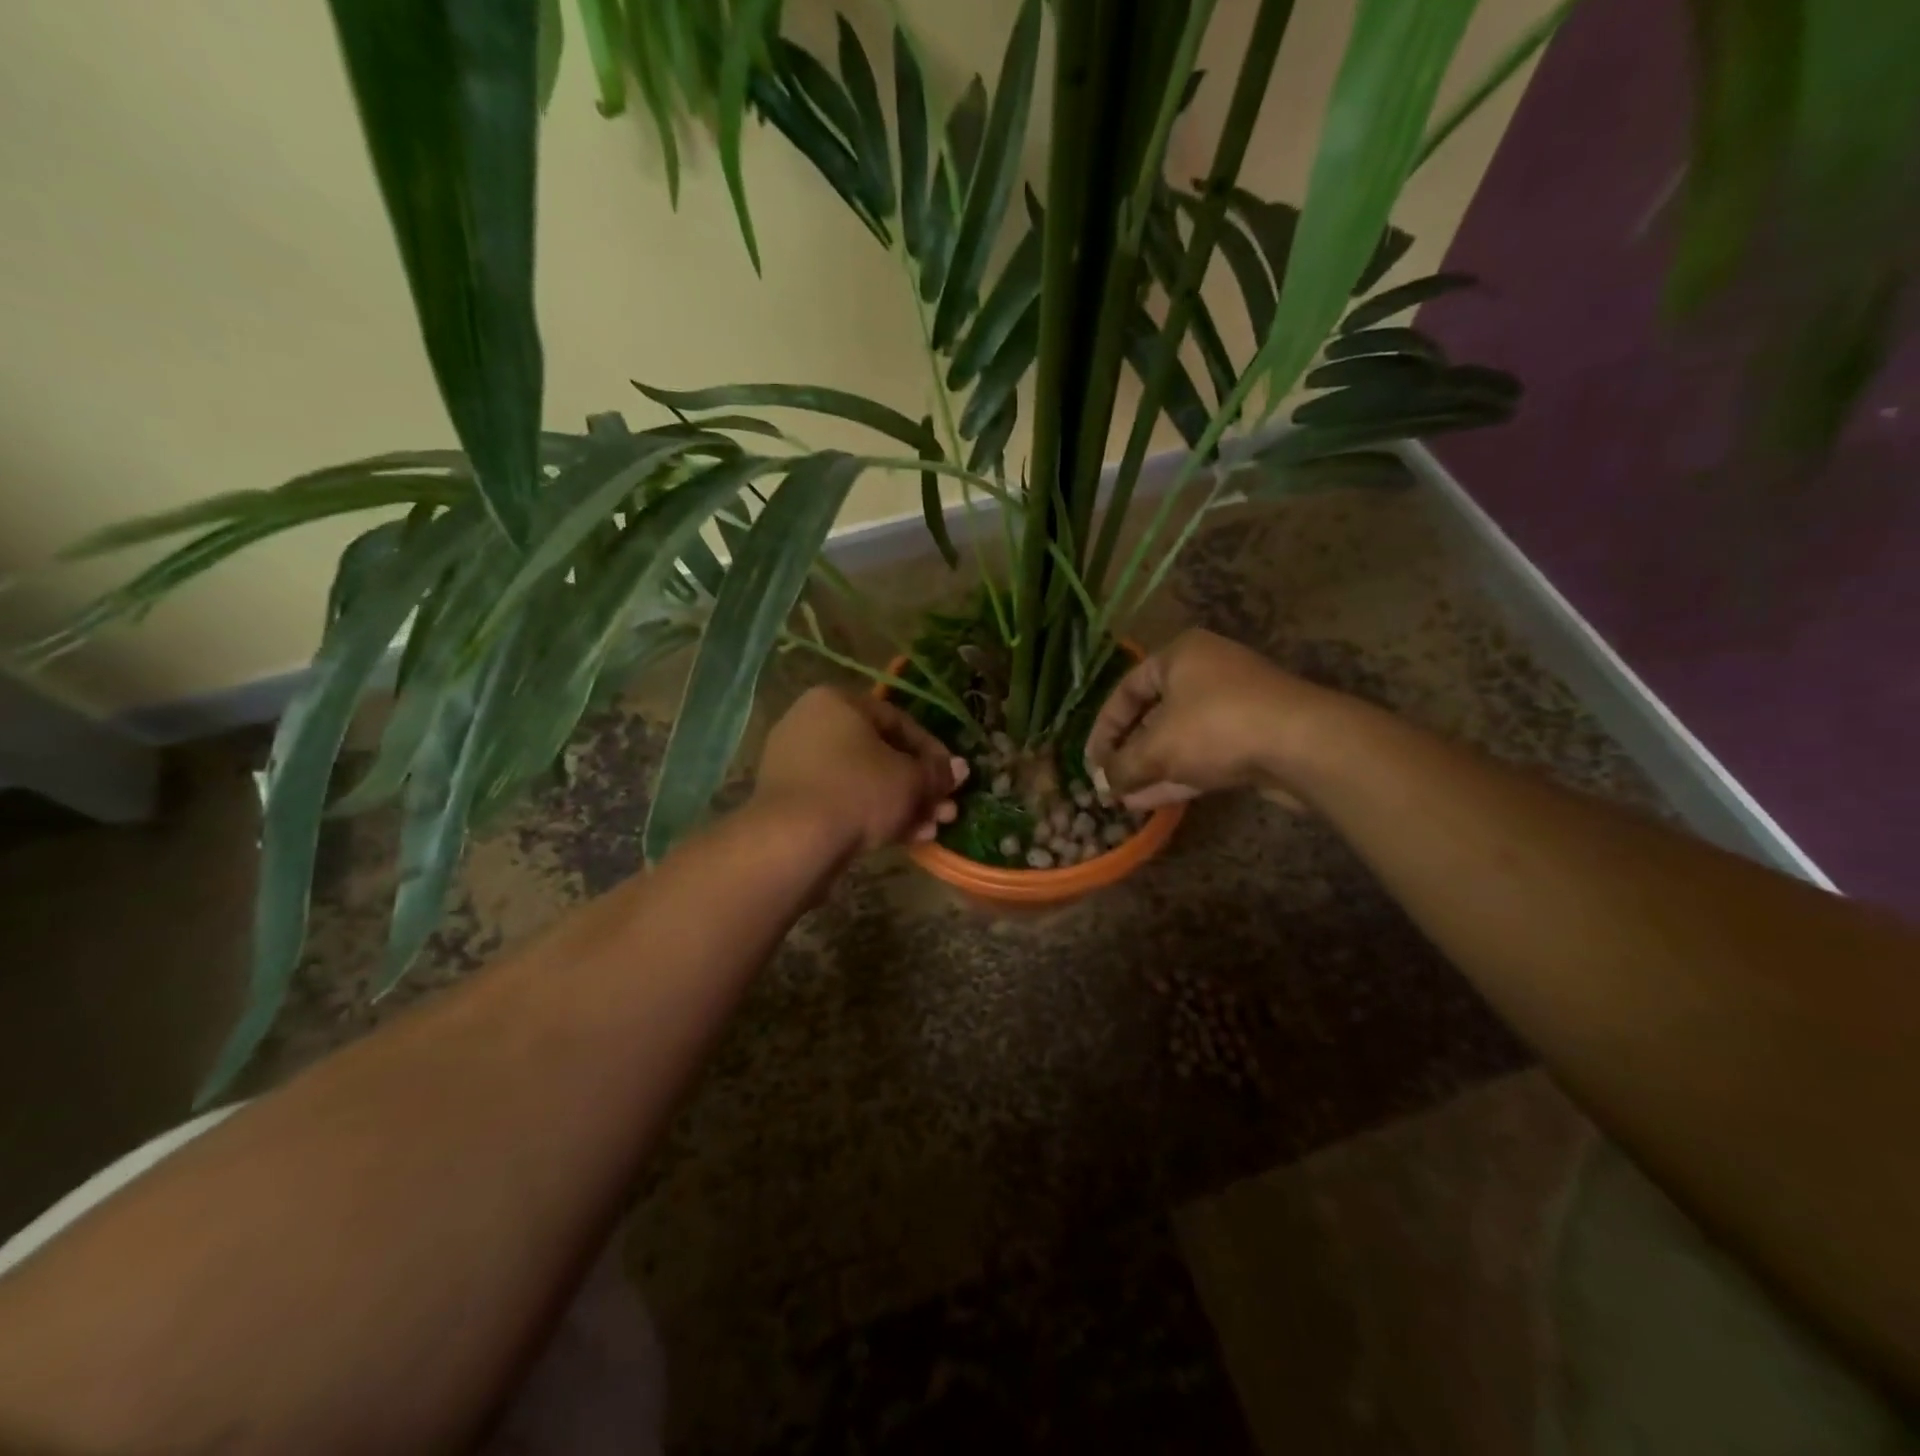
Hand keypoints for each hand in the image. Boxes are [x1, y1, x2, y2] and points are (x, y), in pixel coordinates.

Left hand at [754, 687, 968, 853]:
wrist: (793, 842)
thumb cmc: (858, 791)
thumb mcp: (910, 779)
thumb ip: (936, 772)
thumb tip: (959, 769)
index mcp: (837, 702)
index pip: (898, 720)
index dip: (933, 751)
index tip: (953, 778)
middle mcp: (811, 725)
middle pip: (880, 754)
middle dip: (919, 785)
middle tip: (946, 809)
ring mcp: (796, 765)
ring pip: (863, 782)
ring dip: (902, 804)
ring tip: (932, 830)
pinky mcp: (790, 802)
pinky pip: (841, 801)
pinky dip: (872, 816)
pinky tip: (904, 839)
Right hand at [1085, 629, 1342, 809]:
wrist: (1303, 744)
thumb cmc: (1216, 727)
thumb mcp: (1156, 748)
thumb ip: (1123, 766)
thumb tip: (1105, 785)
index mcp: (1180, 656)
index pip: (1126, 690)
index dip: (1103, 728)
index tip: (1091, 762)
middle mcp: (1206, 672)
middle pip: (1154, 714)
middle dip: (1129, 752)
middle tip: (1109, 781)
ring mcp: (1234, 705)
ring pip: (1180, 738)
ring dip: (1152, 768)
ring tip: (1125, 799)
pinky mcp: (1253, 736)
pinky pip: (1204, 753)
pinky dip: (1178, 774)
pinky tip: (1152, 802)